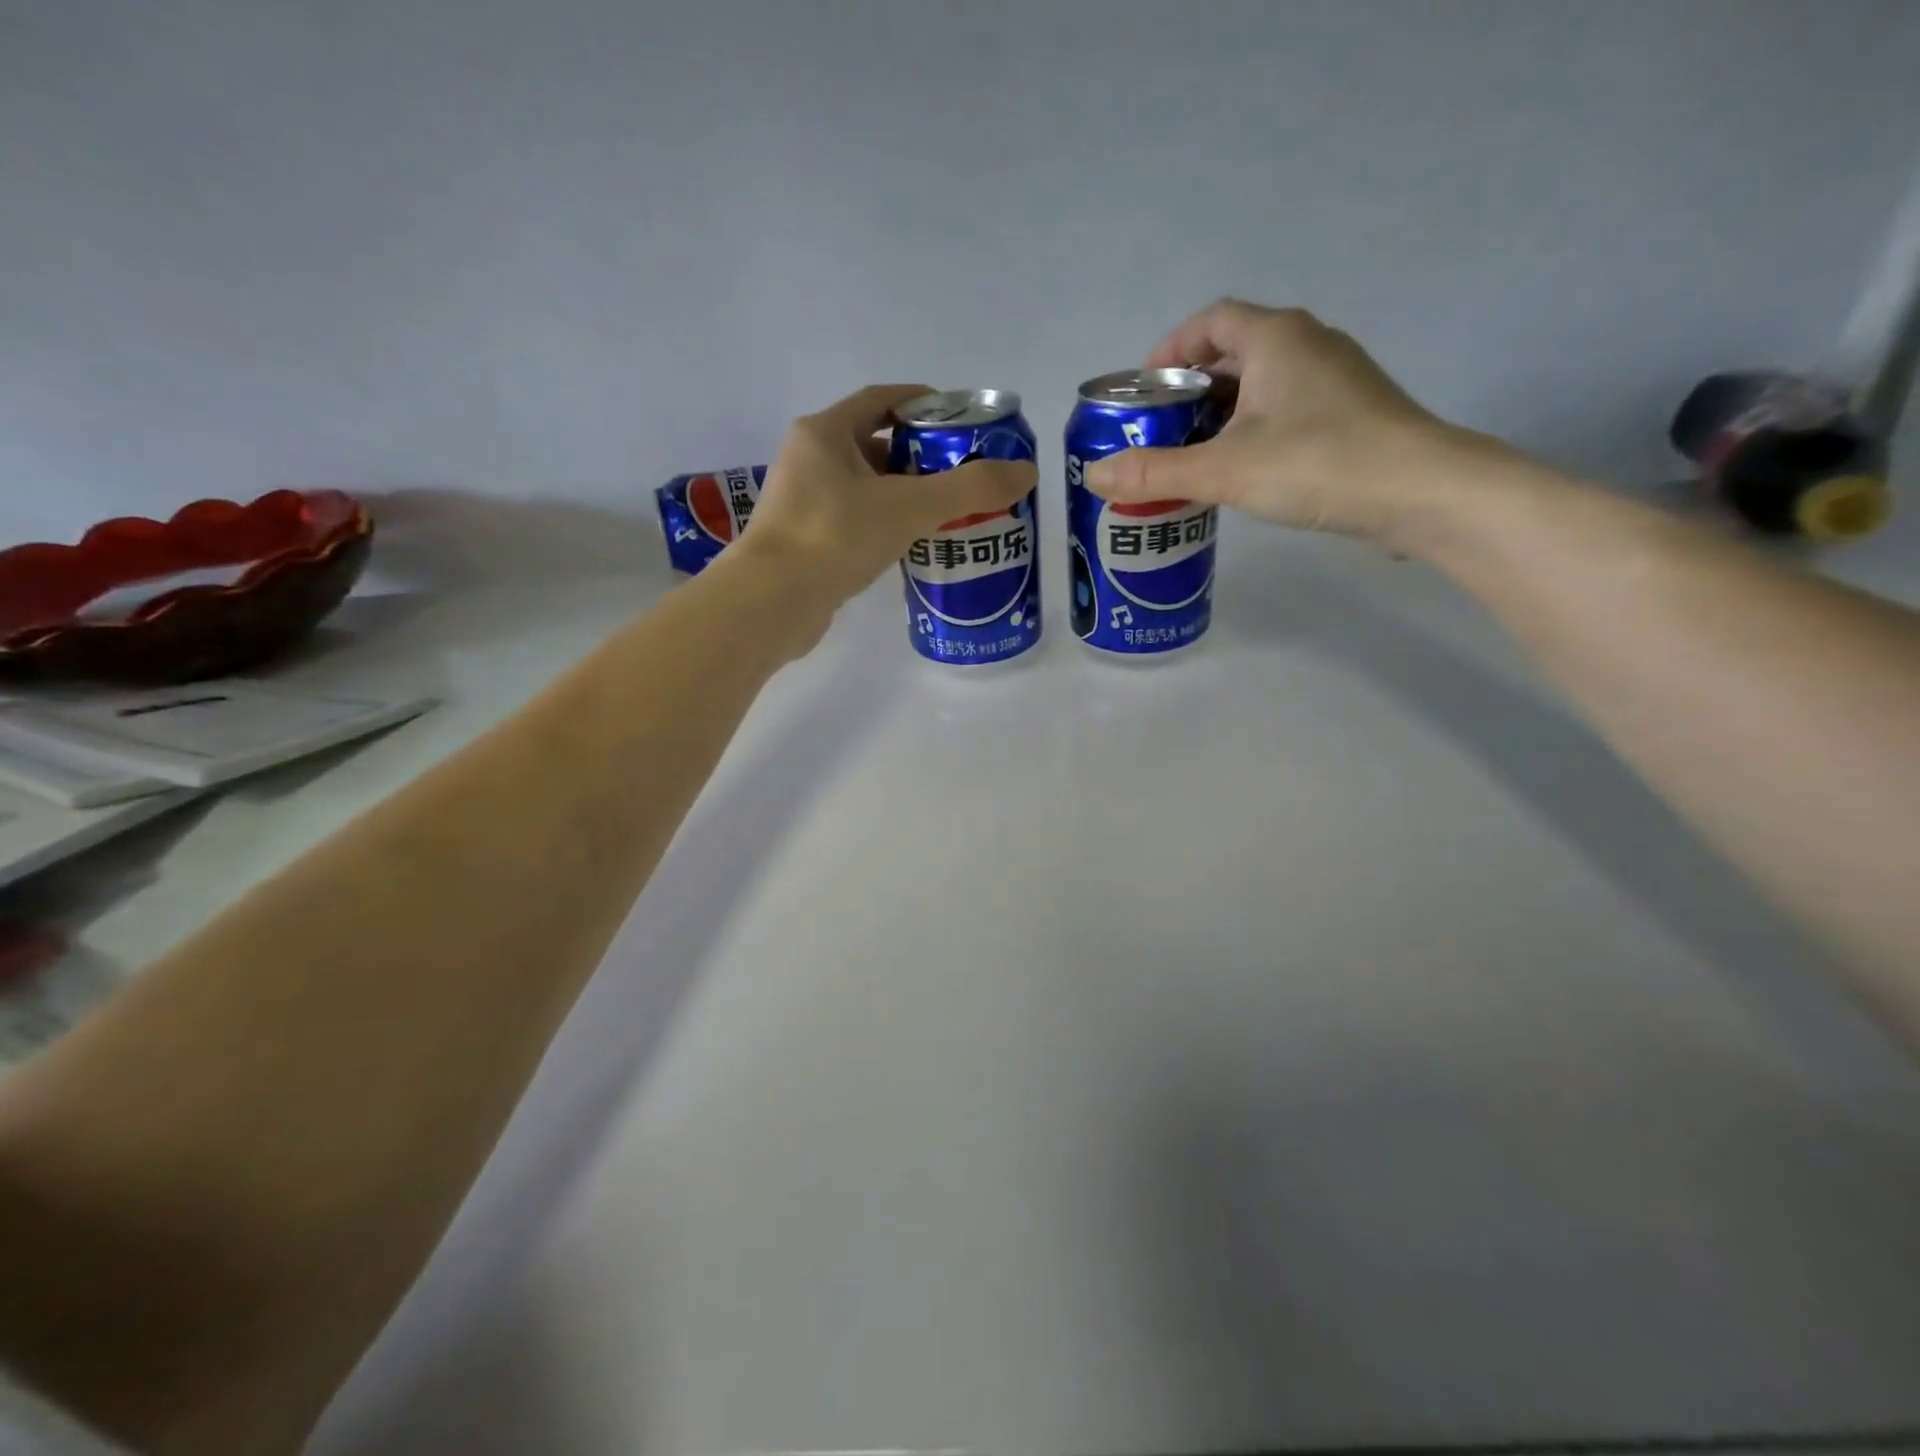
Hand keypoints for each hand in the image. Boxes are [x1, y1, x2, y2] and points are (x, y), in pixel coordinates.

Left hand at [738, 383, 1037, 604]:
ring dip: (905, 494)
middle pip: (875, 444)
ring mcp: (804, 503)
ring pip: (866, 487)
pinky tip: (915, 544)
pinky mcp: (807, 542)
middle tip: (965, 473)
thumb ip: (969, 489)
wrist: (772, 604)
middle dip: (921, 455)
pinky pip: (856, 521)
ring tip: (950, 511)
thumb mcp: (909, 507)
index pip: (880, 400)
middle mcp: (809, 460)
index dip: (922, 403)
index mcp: (824, 432)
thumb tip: (1026, 472)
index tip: (961, 420)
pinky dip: (887, 525)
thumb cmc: (835, 537)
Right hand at [1085, 299, 1514, 552]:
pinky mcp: (1351, 413)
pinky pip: (1286, 409)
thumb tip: (1093, 476)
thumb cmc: (1317, 463)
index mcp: (1275, 337)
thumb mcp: (1223, 470)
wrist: (1420, 492)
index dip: (1170, 349)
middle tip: (1158, 433)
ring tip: (1190, 458)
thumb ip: (1155, 473)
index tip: (1144, 391)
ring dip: (1221, 414)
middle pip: (1234, 352)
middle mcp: (1308, 344)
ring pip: (1261, 384)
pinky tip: (1240, 472)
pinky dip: (1252, 431)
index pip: (1210, 320)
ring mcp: (1335, 378)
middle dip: (1189, 390)